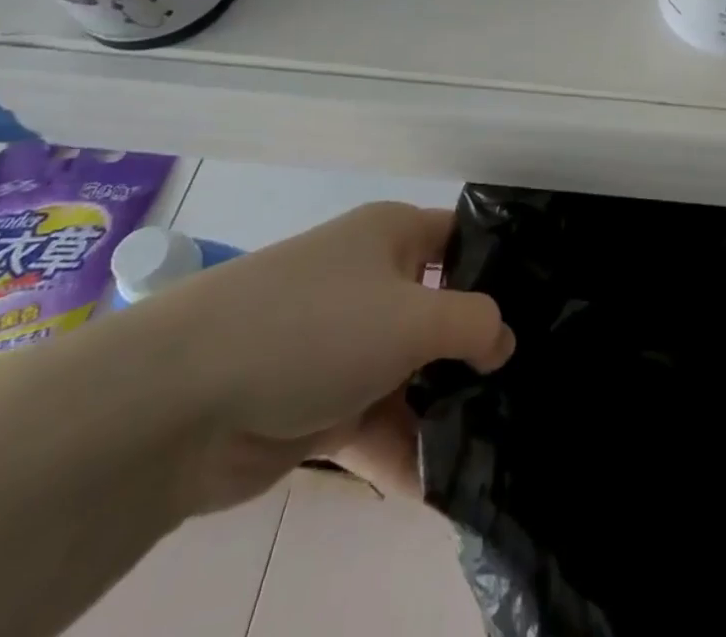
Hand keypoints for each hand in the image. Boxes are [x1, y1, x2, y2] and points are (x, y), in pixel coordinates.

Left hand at [132, 202, 512, 509]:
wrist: (182, 402)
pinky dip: (402, 451)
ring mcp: (342, 344)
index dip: (501, 267)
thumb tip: (502, 340)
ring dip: (442, 410)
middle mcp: (370, 280)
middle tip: (528, 386)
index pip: (461, 238)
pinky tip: (438, 489)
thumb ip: (473, 324)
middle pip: (439, 311)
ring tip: (495, 445)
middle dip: (477, 351)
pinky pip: (375, 422)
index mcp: (392, 236)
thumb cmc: (317, 328)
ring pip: (410, 373)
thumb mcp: (414, 317)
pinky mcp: (316, 403)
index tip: (544, 306)